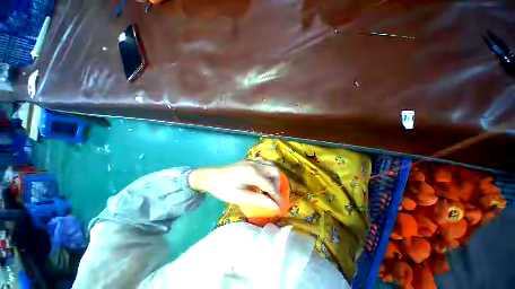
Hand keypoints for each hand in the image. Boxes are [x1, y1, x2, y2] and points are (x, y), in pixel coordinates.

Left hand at [189, 161, 281, 209]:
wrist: (209, 176)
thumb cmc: (223, 188)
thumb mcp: (239, 197)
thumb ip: (258, 200)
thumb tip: (275, 206)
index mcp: (252, 173)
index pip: (270, 185)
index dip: (277, 196)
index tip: (280, 206)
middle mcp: (255, 164)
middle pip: (274, 171)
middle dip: (277, 183)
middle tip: (273, 195)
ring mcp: (252, 161)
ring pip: (270, 165)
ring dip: (273, 176)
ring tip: (269, 187)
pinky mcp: (249, 160)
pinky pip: (264, 163)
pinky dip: (268, 171)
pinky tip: (263, 178)